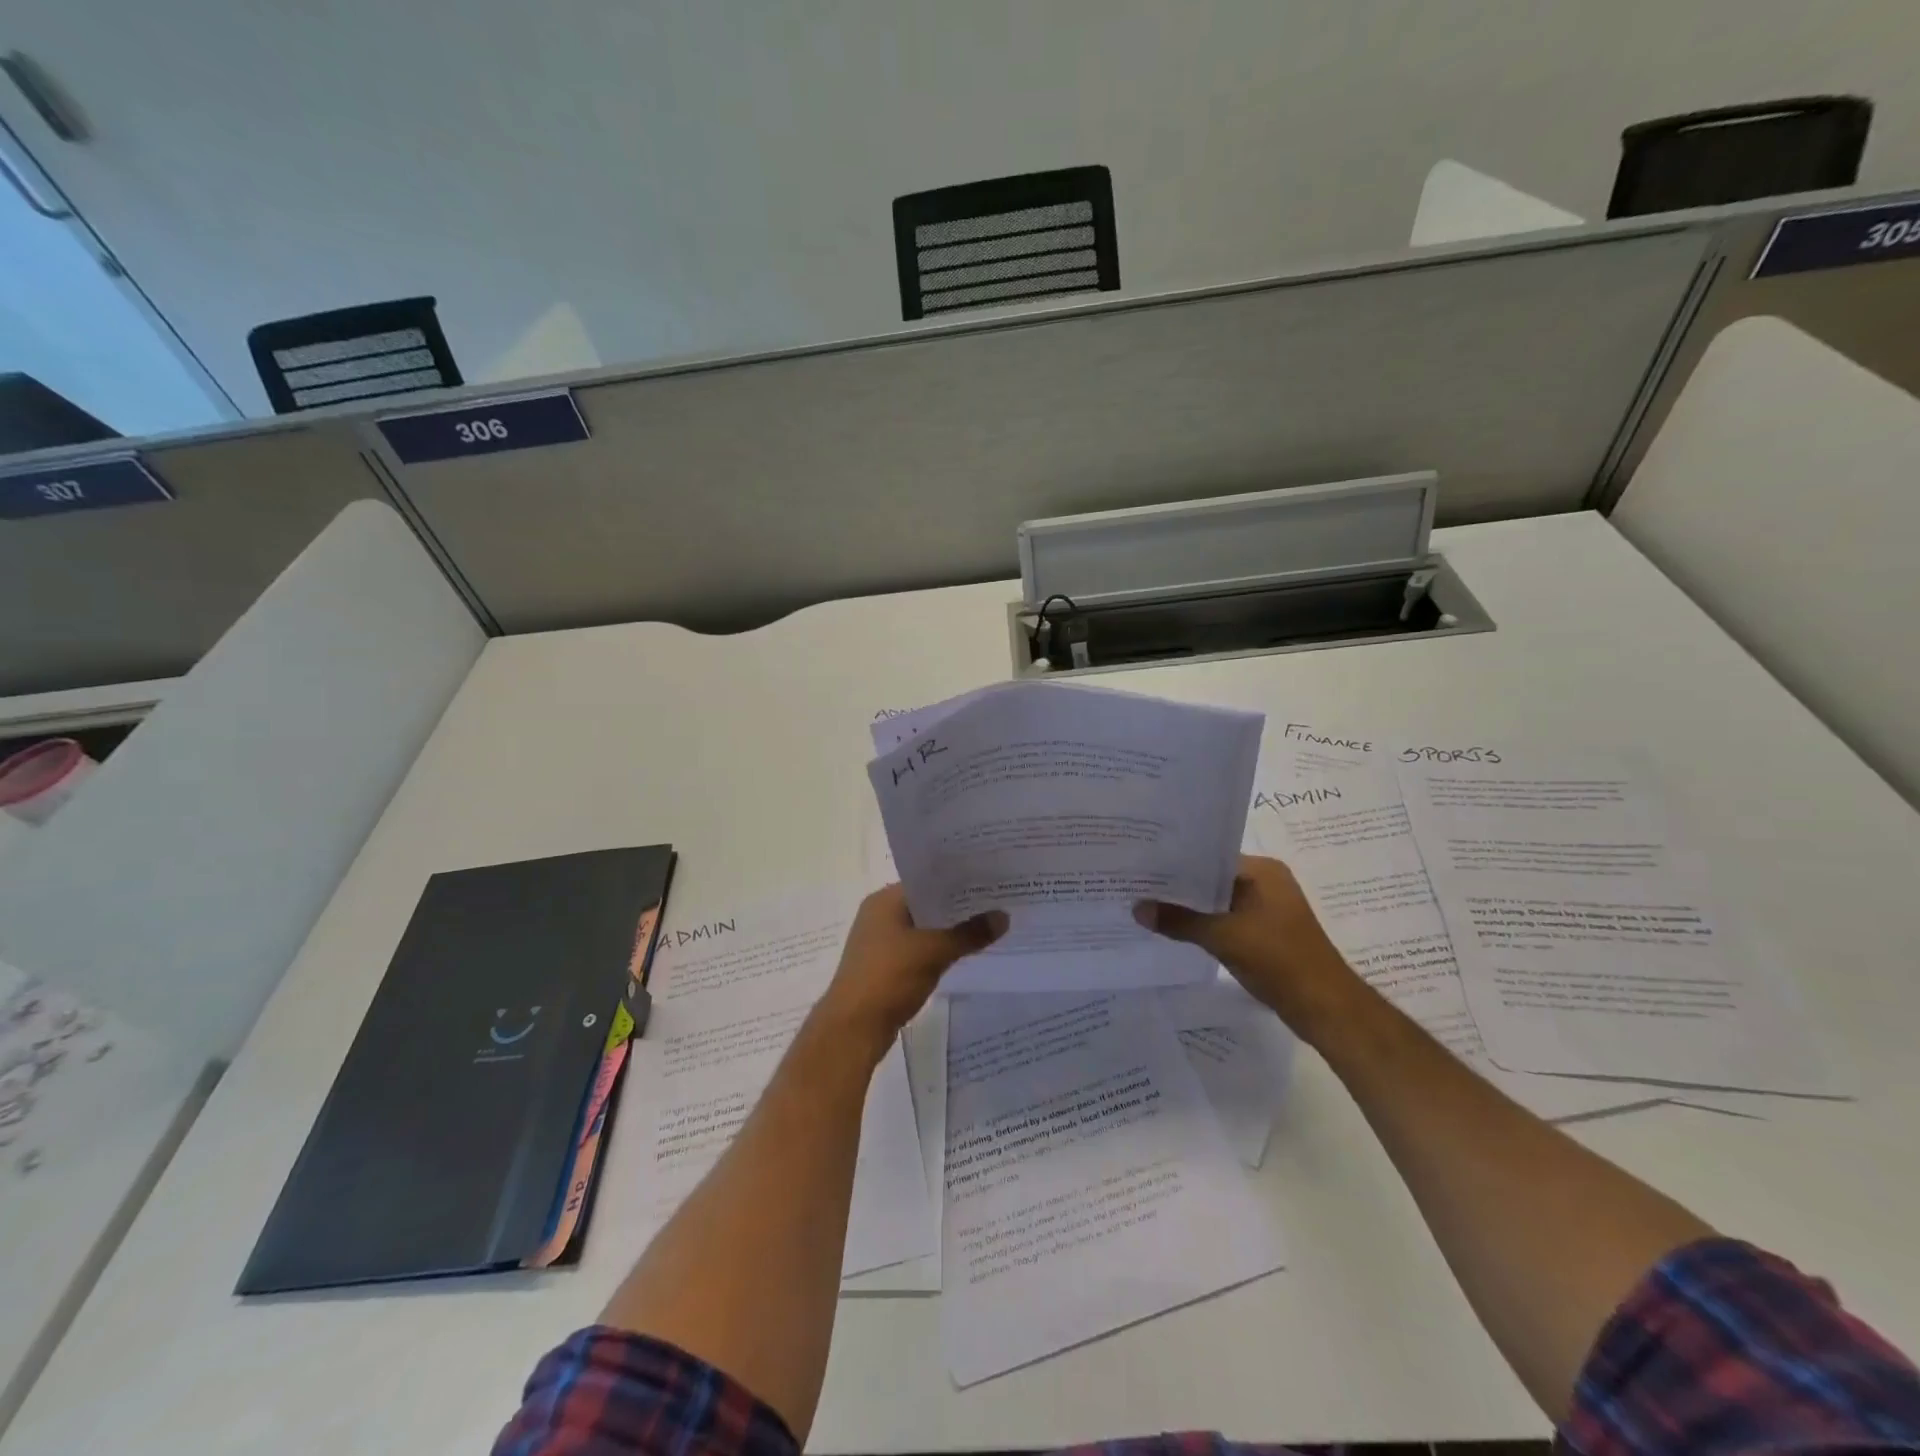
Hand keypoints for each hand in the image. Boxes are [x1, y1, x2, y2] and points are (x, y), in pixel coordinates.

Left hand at [814, 885, 1005, 1059]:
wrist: (853, 1029)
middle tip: (996, 901)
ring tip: (988, 925)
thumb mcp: (934, 951)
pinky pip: (919, 949)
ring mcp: (881, 943)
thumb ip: (969, 933)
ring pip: (923, 928)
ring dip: (949, 930)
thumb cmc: (889, 978)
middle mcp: (879, 915)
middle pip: (926, 904)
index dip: (957, 879)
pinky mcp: (886, 967)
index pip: (926, 880)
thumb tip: (1004, 916)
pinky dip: (939, 950)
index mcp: (884, 900)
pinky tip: (965, 953)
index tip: (989, 879)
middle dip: (958, 906)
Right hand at [1134, 855, 1366, 1043]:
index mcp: (1263, 871)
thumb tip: (1137, 908)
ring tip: (1147, 906)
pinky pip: (1225, 922)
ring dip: (1189, 908)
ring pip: (1217, 903)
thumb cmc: (1278, 959)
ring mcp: (1266, 910)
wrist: (1324, 1007)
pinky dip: (1203, 925)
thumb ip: (1179, 921)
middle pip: (1212, 879)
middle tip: (1136, 885)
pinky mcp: (1264, 934)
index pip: (1210, 856)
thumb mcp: (1223, 937)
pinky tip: (1173, 930)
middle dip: (1178, 887)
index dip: (1176, 862)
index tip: (1141, 864)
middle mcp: (1266, 883)